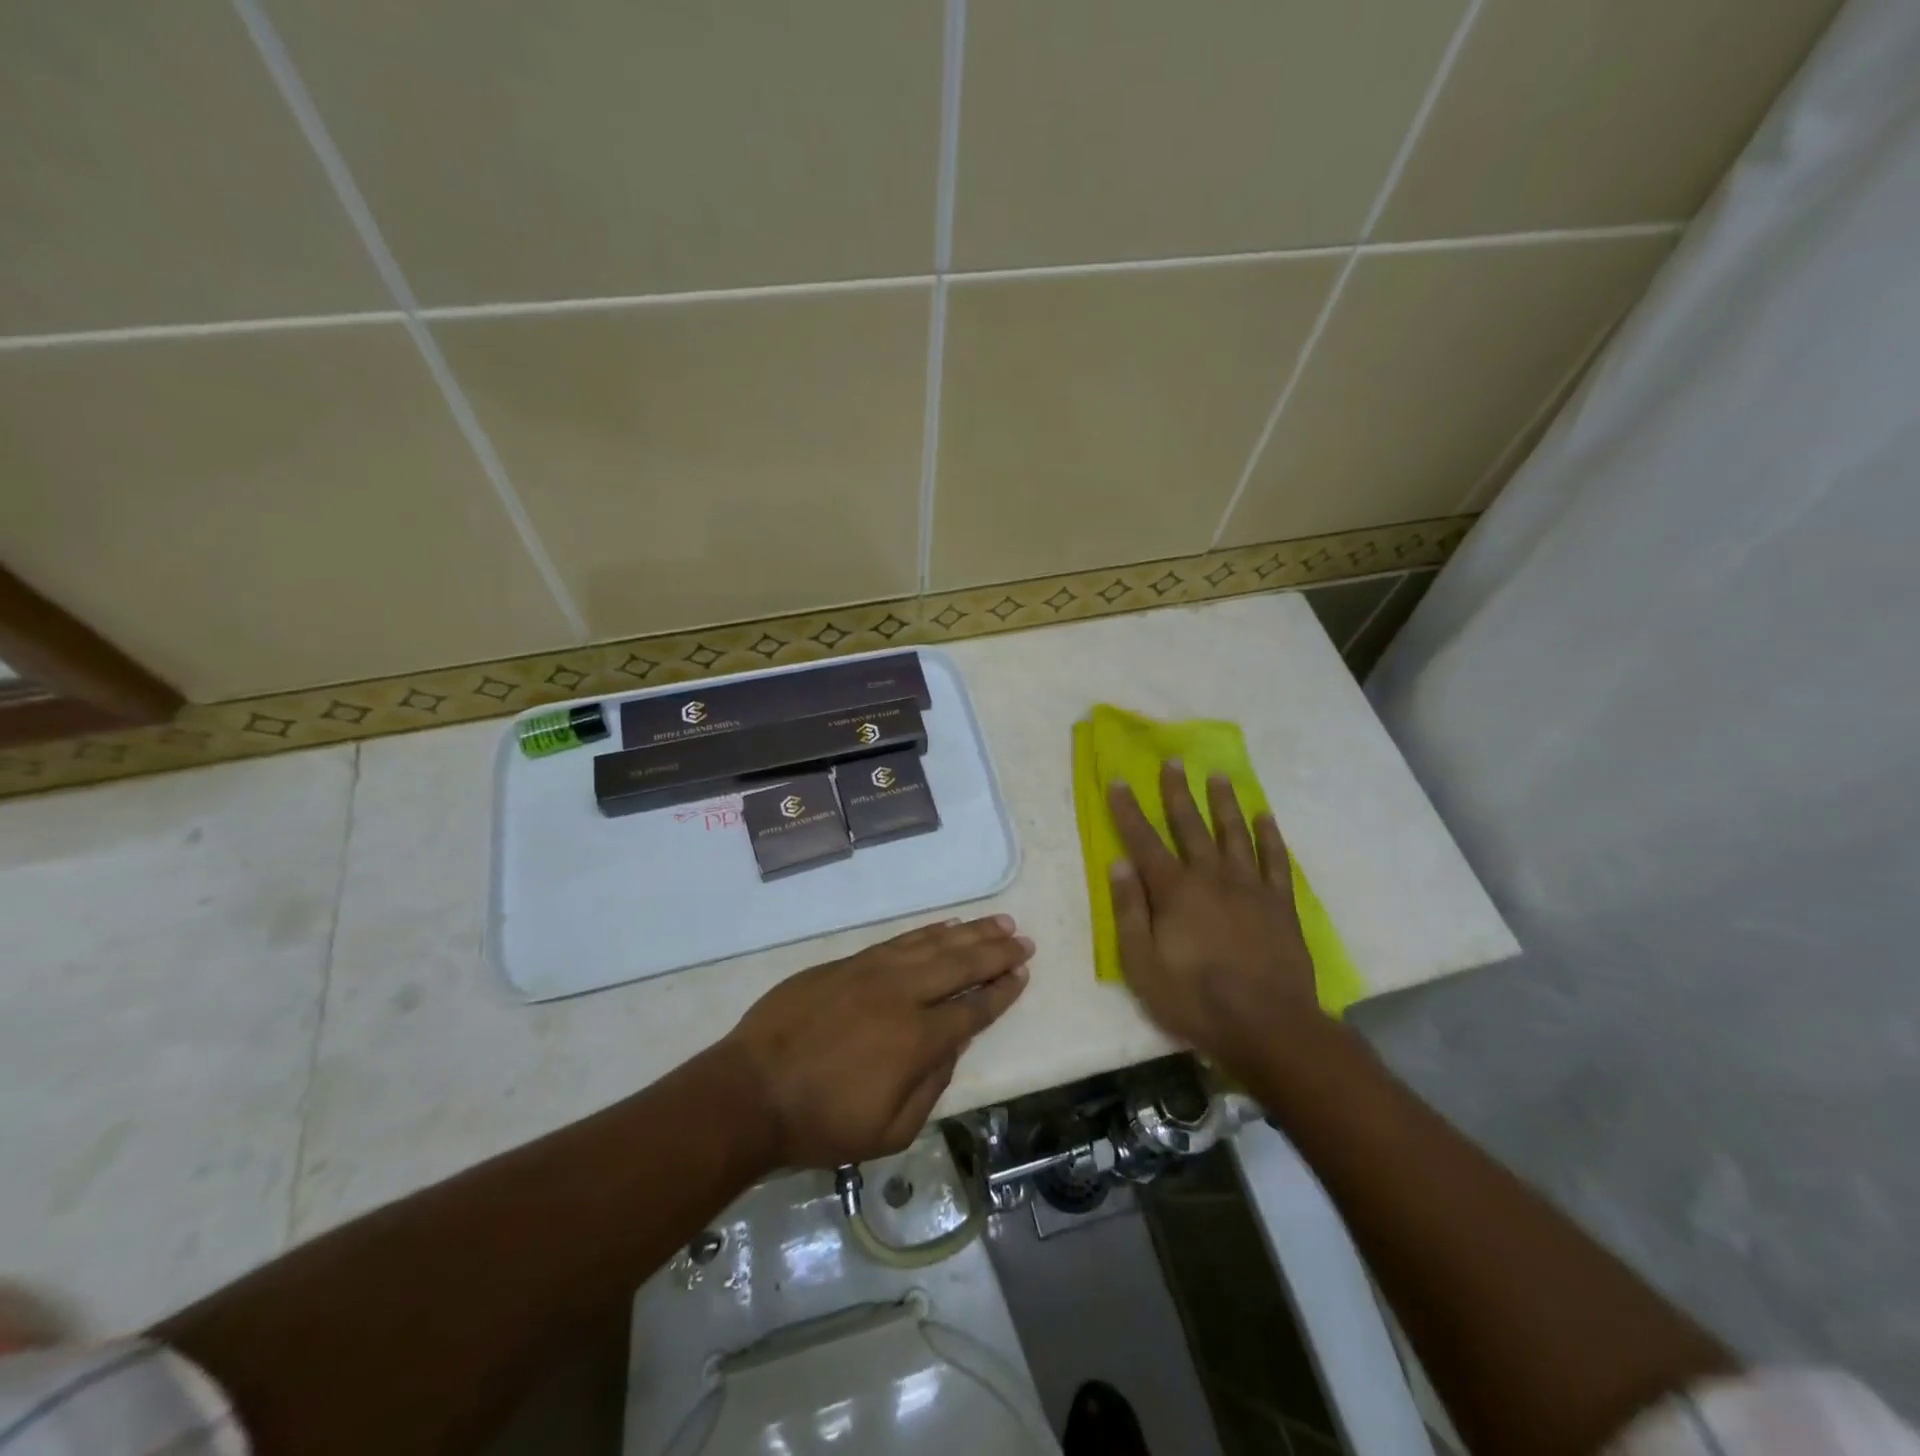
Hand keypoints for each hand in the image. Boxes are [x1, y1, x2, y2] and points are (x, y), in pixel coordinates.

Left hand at [722, 915, 1032, 1168]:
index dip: (1002, 991)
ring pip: (932, 944)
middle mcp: (902, 995)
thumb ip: (931, 1086)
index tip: (1022, 974)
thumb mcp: (889, 1132)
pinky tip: (945, 926)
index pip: (973, 1009)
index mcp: (917, 1039)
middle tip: (1022, 939)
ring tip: (997, 922)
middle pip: (961, 965)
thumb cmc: (821, 1122)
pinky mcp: (847, 962)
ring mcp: (873, 971)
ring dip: (969, 932)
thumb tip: (951, 1046)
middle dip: (996, 951)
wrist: (751, 1091)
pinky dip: (928, 932)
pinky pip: (899, 941)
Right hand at [1107, 763, 1325, 1074]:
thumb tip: (1119, 864)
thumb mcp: (1142, 964)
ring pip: (1234, 833)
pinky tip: (1264, 817)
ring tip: (1218, 776)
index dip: (1127, 810)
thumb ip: (1130, 910)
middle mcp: (1211, 877)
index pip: (1143, 841)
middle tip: (1173, 760)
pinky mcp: (1279, 903)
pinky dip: (1269, 836)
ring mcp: (1250, 887)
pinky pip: (1275, 860)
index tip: (1117, 780)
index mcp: (1174, 890)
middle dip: (1177, 791)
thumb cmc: (1195, 999)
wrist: (1268, 1026)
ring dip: (1223, 803)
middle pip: (1190, 825)